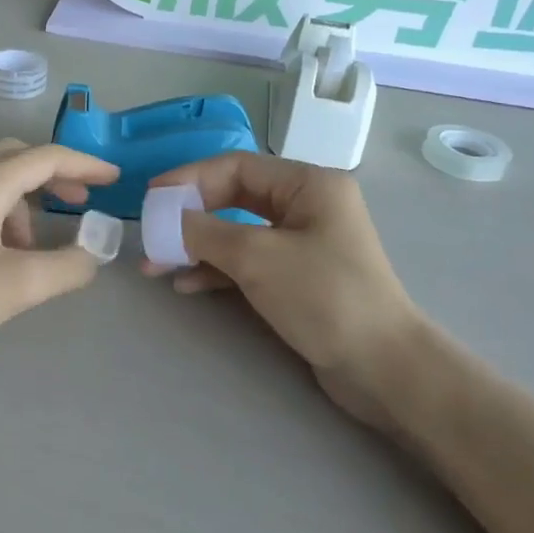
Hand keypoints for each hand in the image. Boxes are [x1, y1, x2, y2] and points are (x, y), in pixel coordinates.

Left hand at [0, 140, 119, 360]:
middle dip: (53, 178)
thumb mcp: (17, 283)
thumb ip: (67, 267)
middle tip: (78, 205)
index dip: (85, 166)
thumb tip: (92, 256)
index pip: (46, 157)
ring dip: (24, 208)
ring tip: (34, 252)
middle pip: (15, 160)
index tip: (114, 180)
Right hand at [145, 154, 424, 424]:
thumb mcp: (256, 257)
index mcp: (308, 185)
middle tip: (151, 234)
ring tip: (156, 265)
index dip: (189, 179)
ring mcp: (303, 243)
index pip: (236, 166)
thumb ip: (204, 231)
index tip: (152, 199)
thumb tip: (163, 219)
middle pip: (234, 197)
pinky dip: (216, 269)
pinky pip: (248, 261)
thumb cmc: (323, 297)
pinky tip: (185, 284)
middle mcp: (308, 206)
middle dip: (190, 216)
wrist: (381, 366)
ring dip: (196, 246)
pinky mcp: (298, 277)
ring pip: (237, 232)